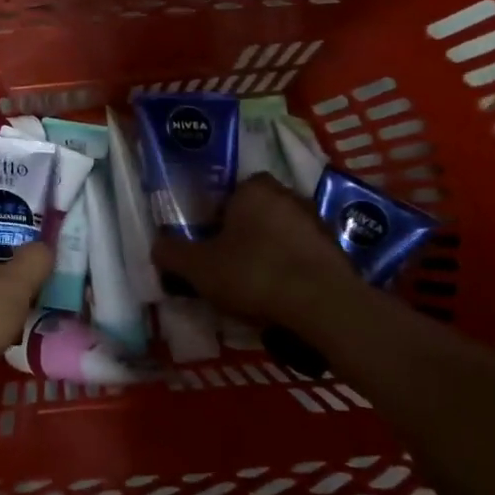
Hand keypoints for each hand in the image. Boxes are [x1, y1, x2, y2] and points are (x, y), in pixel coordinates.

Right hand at [154, 174, 351, 323]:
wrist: (324, 306)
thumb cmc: (254, 273)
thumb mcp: (199, 268)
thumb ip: (172, 254)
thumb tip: (157, 246)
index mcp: (253, 188)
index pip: (230, 193)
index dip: (217, 218)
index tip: (210, 246)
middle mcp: (287, 195)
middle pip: (257, 213)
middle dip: (244, 235)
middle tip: (229, 266)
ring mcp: (317, 223)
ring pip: (282, 235)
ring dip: (270, 254)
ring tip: (256, 288)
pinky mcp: (338, 252)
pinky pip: (304, 257)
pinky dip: (293, 272)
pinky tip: (283, 298)